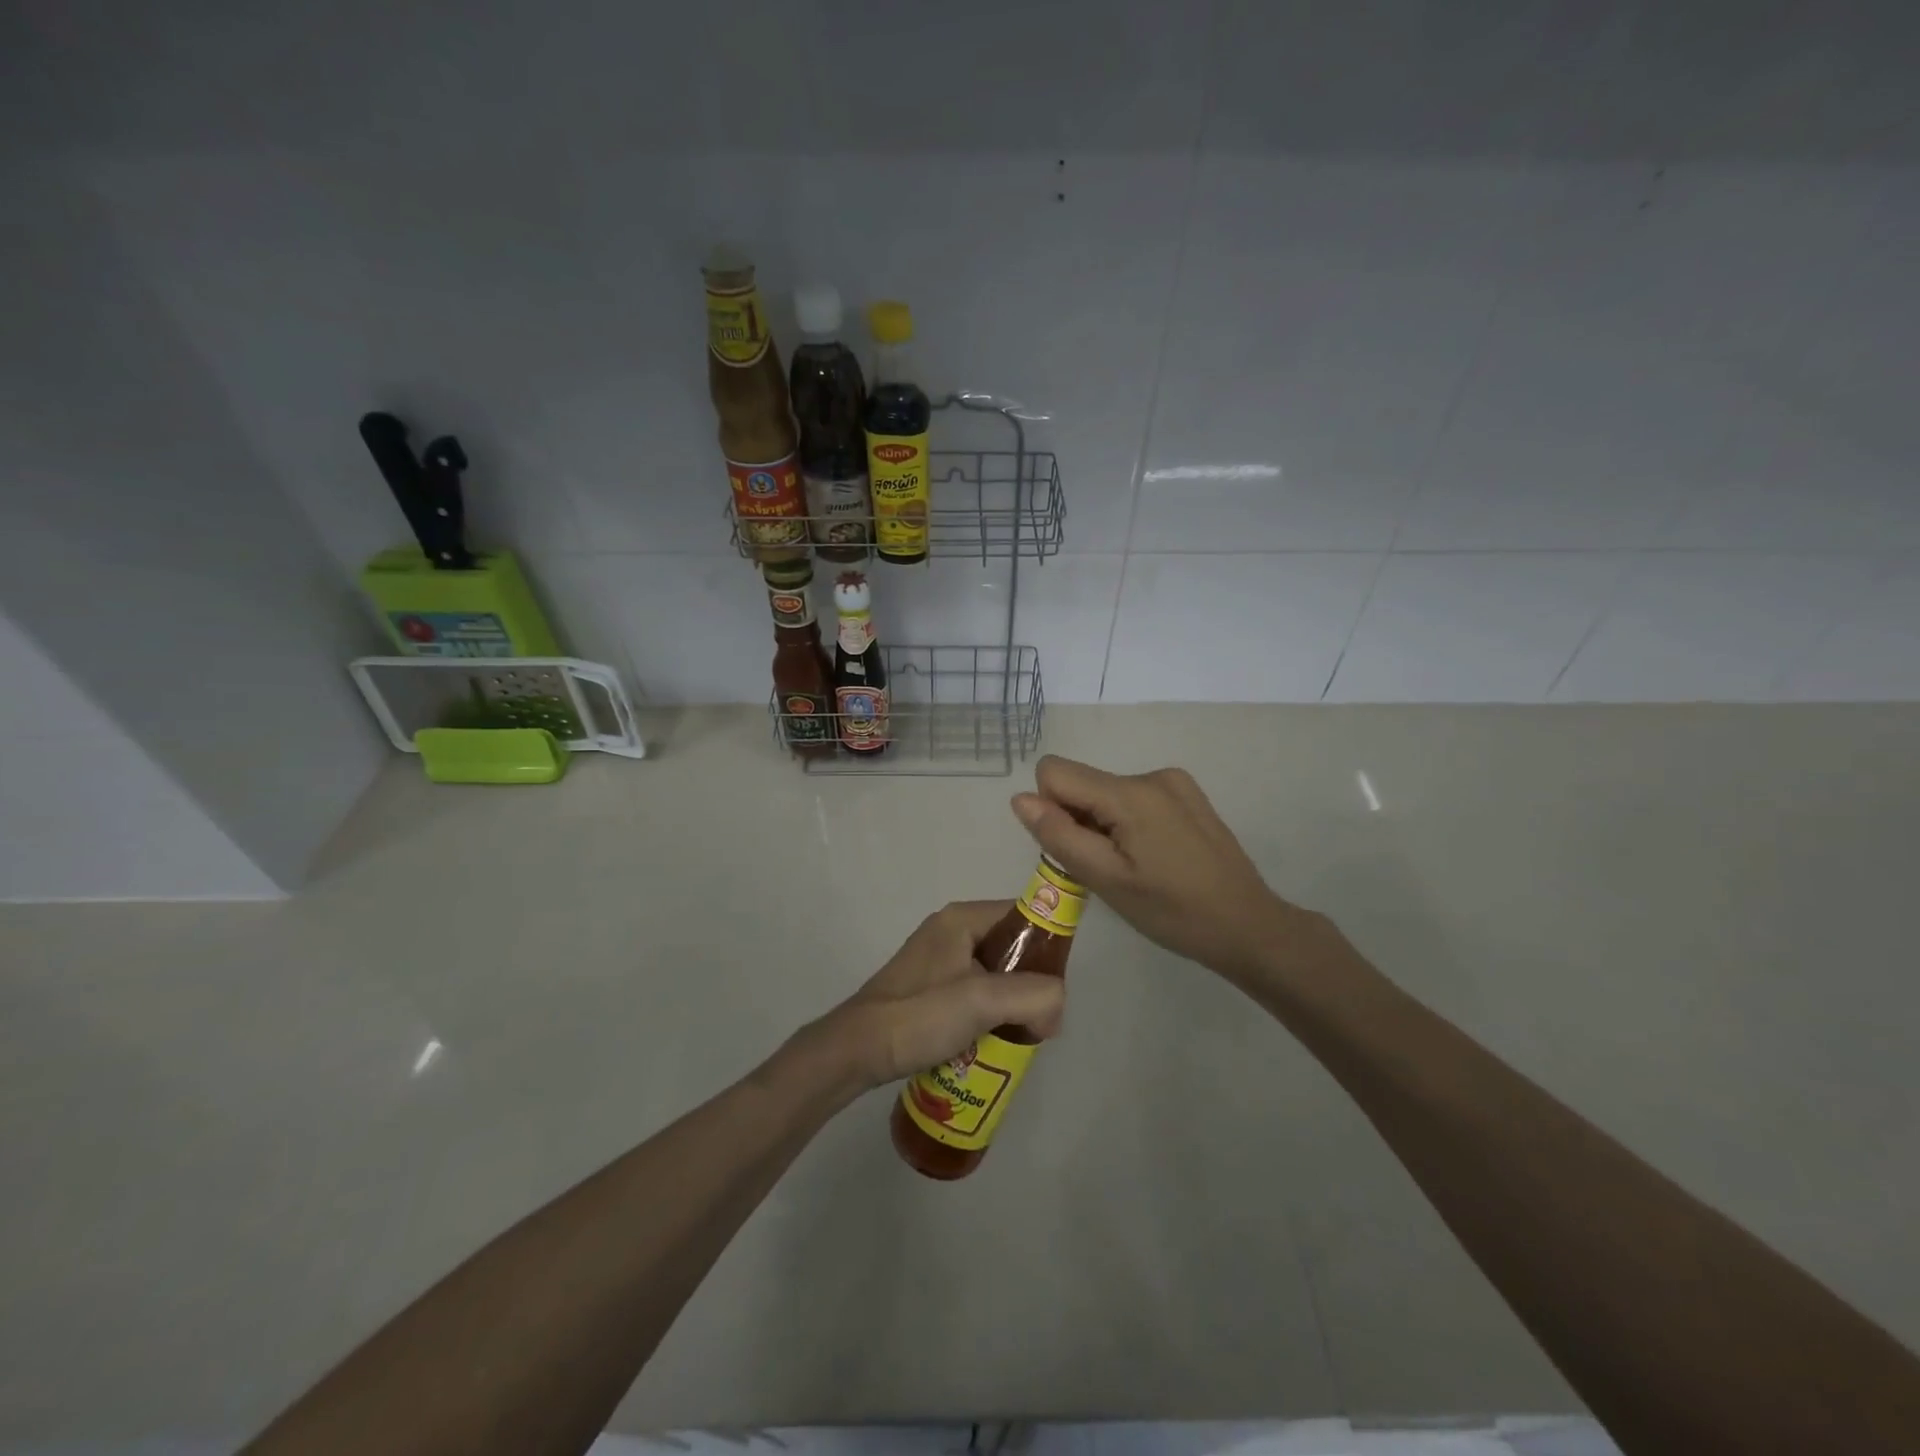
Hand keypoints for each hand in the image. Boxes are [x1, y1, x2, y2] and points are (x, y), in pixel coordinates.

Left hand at [816, 901, 1065, 1091]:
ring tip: (1019, 1035)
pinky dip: (991, 1013)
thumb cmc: (919, 1015)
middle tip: (1040, 1020)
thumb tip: (1056, 1007)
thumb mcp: (983, 1000)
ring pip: (996, 974)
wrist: (857, 1050)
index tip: (1058, 988)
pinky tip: (992, 1042)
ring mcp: (939, 960)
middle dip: (1031, 983)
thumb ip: (1033, 995)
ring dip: (1012, 1003)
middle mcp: (951, 931)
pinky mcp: (931, 988)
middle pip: (1012, 947)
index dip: (1048, 947)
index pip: (1023, 915)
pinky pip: (976, 992)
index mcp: (962, 918)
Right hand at [1011, 755, 1306, 982]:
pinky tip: (1154, 857)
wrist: (1249, 926)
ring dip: (1103, 825)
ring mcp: (1174, 782)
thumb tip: (1020, 798)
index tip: (1077, 848)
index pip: (1054, 771)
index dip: (1051, 809)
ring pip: (1106, 792)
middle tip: (1107, 869)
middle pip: (1082, 782)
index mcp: (1130, 792)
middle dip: (1079, 820)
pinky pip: (1133, 797)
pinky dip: (1127, 823)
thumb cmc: (1173, 912)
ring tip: (1134, 867)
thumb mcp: (1107, 881)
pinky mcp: (1187, 795)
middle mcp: (1151, 774)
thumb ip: (1059, 835)